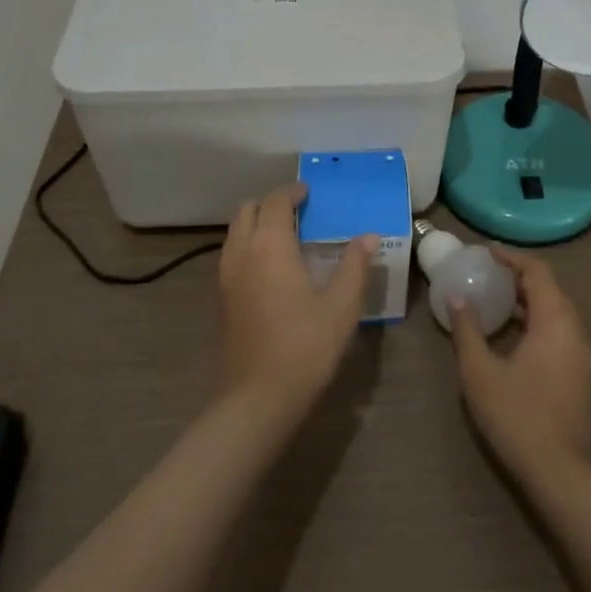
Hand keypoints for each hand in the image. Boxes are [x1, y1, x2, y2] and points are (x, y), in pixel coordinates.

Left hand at [218, 184, 375, 421]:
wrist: (258, 398)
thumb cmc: (305, 346)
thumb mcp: (342, 306)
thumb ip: (354, 265)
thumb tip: (369, 236)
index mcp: (271, 246)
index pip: (276, 201)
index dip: (292, 192)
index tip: (309, 194)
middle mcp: (242, 253)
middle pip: (247, 210)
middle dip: (270, 204)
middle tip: (297, 214)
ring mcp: (226, 276)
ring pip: (235, 232)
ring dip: (256, 224)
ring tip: (285, 238)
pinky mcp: (222, 298)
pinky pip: (232, 254)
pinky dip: (248, 246)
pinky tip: (271, 269)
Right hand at [451, 248, 590, 473]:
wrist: (561, 474)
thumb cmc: (518, 416)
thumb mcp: (480, 372)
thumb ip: (467, 330)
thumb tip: (457, 297)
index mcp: (555, 320)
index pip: (537, 272)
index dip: (512, 258)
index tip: (487, 252)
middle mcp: (574, 329)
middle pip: (549, 289)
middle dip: (519, 277)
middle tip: (488, 274)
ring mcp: (580, 354)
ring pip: (556, 312)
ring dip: (529, 300)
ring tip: (496, 299)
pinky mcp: (579, 374)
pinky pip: (558, 331)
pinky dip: (536, 321)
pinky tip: (512, 335)